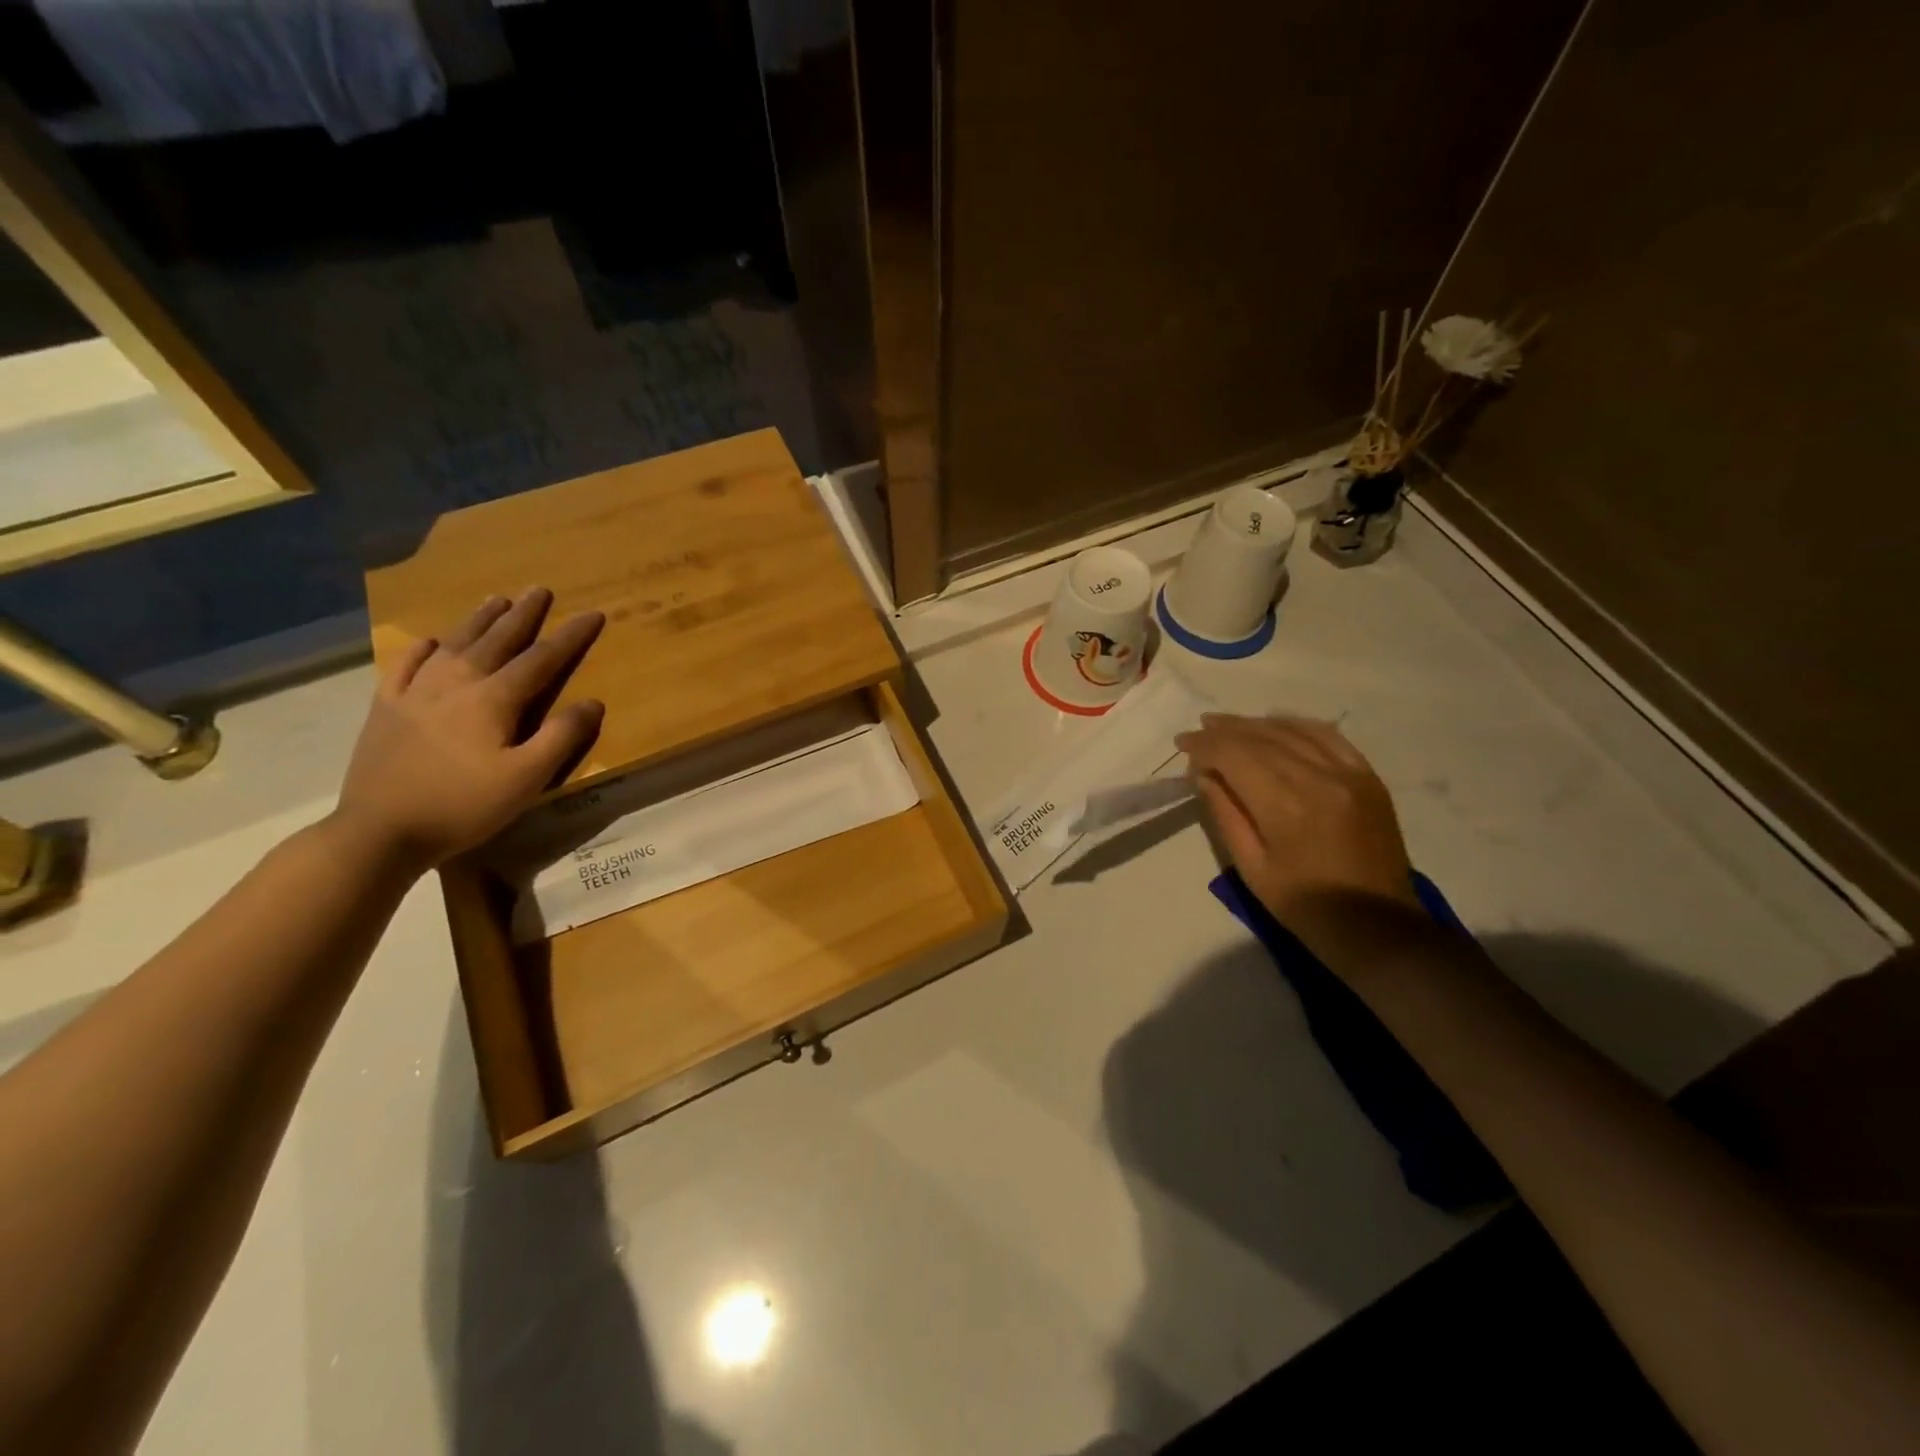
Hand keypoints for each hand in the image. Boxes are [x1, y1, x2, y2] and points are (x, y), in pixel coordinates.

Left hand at [334, 589, 605, 869]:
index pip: (542, 659)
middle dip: (523, 614)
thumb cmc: (464, 806)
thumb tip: (592, 702)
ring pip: (453, 644)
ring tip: (496, 600)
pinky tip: (429, 642)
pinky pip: (405, 666)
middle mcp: (456, 683)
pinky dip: (422, 649)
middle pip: (497, 640)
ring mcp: (415, 693)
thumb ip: (562, 737)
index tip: (593, 614)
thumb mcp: (528, 778)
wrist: (380, 831)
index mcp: (494, 699)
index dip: (570, 636)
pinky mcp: (385, 709)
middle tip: (540, 589)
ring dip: (478, 620)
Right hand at [1177, 713, 1418, 940]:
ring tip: (1228, 725)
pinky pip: (1329, 737)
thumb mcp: (1251, 867)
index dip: (1205, 745)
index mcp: (1285, 805)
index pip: (1235, 754)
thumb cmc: (1304, 906)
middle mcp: (1318, 777)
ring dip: (1256, 724)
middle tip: (1199, 730)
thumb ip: (1226, 814)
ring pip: (1294, 731)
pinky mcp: (1368, 778)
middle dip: (1225, 730)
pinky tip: (1277, 726)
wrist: (1377, 927)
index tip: (1182, 744)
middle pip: (1262, 737)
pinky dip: (1297, 726)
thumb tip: (1205, 774)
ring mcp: (1349, 774)